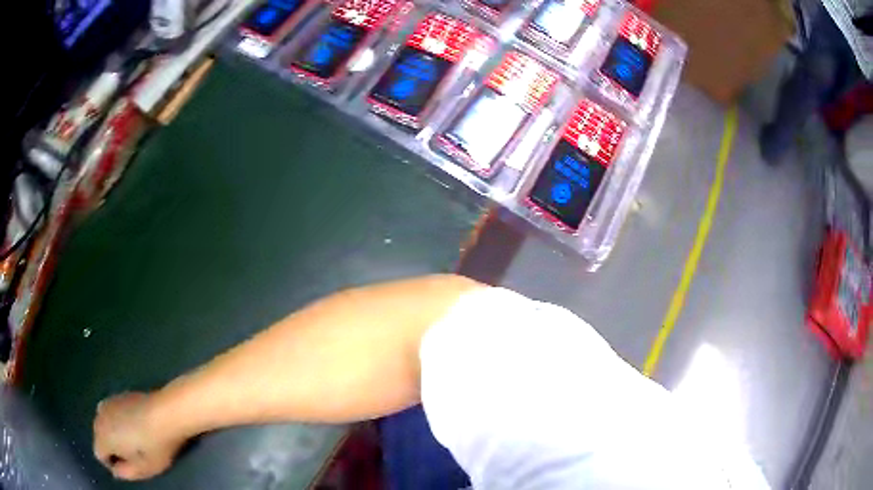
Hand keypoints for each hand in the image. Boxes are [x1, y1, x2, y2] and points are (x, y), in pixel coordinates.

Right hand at [93, 391, 183, 479]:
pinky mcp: (119, 394)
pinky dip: (120, 420)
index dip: (113, 464)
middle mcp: (99, 416)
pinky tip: (137, 425)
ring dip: (116, 433)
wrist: (165, 412)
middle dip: (113, 448)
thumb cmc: (154, 446)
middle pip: (100, 437)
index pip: (99, 455)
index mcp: (102, 436)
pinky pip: (114, 412)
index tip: (129, 467)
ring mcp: (108, 402)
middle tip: (134, 456)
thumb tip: (115, 471)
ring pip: (106, 424)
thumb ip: (125, 473)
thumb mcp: (143, 469)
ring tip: (136, 441)